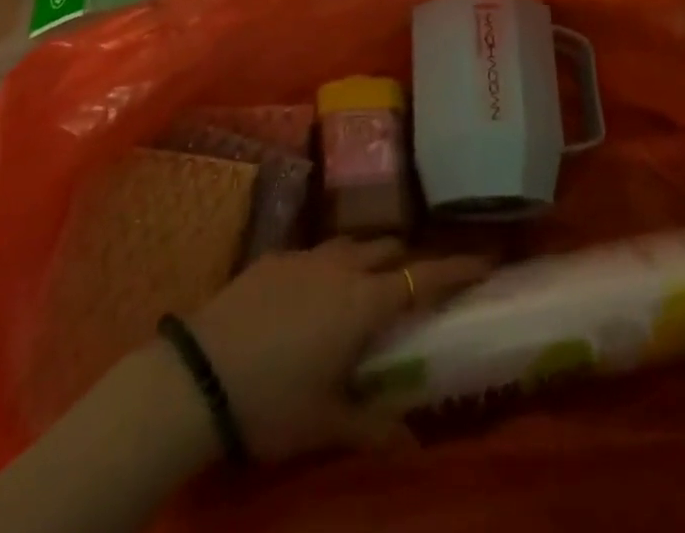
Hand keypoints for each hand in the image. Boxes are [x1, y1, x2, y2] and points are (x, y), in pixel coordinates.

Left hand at [185, 238, 488, 460]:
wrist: (197, 376)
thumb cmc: (271, 403)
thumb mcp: (325, 423)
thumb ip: (372, 425)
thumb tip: (413, 441)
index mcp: (363, 303)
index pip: (423, 277)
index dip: (457, 267)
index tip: (486, 258)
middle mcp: (340, 267)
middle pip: (388, 248)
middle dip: (409, 258)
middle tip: (417, 281)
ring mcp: (304, 256)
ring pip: (351, 243)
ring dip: (368, 257)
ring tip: (367, 282)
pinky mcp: (272, 256)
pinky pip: (314, 252)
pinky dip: (328, 265)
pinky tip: (312, 292)